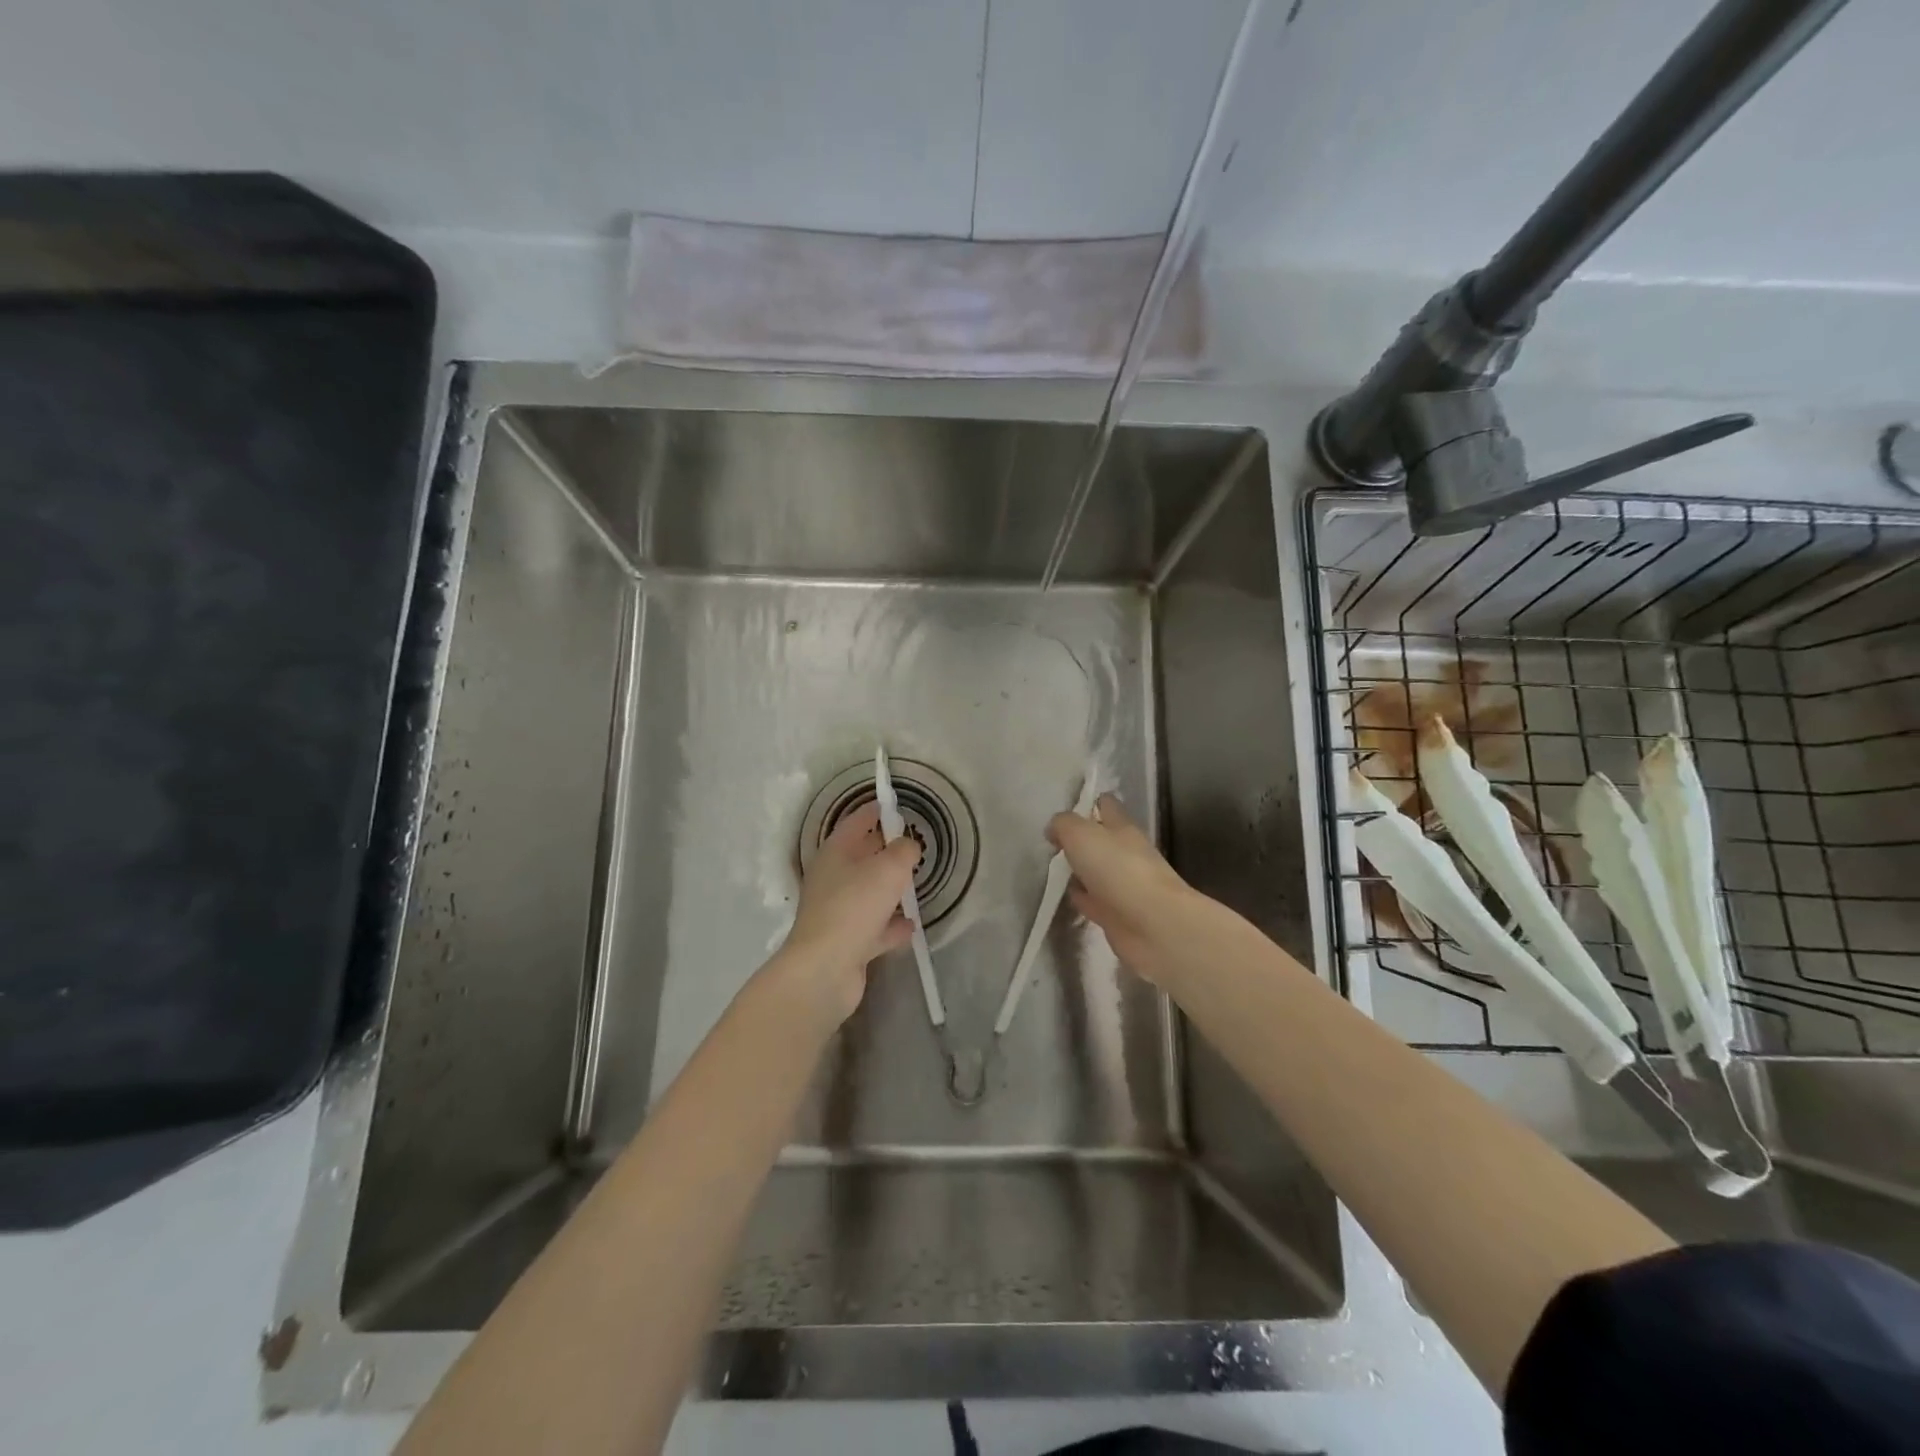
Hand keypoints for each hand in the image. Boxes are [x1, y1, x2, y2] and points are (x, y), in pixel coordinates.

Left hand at [777, 801, 920, 1023]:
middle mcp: (832, 879)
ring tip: (915, 885)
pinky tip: (911, 925)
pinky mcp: (846, 943)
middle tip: (912, 846)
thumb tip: (909, 846)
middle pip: (861, 857)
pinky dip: (891, 925)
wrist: (825, 970)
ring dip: (888, 890)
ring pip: (867, 893)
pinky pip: (874, 927)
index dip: (875, 811)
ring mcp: (837, 912)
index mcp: (835, 853)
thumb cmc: (855, 907)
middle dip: (885, 850)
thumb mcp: (889, 869)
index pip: (856, 822)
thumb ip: (904, 851)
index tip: (893, 805)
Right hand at [1047, 793, 1210, 986]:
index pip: (1107, 805)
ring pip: (1097, 871)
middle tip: (1052, 842)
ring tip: (1053, 868)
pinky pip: (1095, 900)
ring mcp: (1124, 885)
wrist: (1153, 925)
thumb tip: (1054, 829)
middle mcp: (1126, 853)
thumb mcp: (1081, 834)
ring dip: (1079, 870)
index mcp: (1122, 828)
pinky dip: (1082, 898)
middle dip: (1079, 839)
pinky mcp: (1118, 914)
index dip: (1089, 803)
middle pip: (1101, 840)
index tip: (1065, 809)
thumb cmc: (1117, 870)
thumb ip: (1063, 825)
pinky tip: (1067, 897)